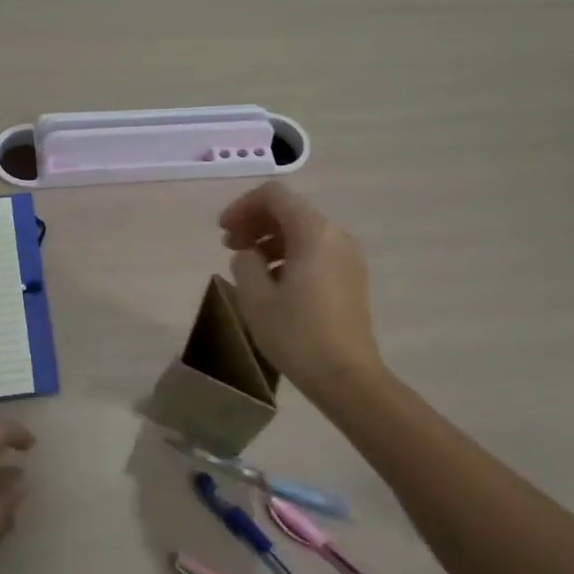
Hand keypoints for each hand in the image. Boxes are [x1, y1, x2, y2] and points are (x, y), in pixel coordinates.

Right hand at [220, 182, 382, 397]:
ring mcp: (348, 258)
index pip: (274, 196)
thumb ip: (245, 263)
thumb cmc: (297, 335)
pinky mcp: (350, 279)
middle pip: (290, 211)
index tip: (222, 231)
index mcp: (314, 233)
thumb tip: (249, 255)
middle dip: (255, 222)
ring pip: (302, 232)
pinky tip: (271, 283)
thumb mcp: (256, 298)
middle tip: (228, 246)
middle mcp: (336, 236)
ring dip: (269, 240)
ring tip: (246, 267)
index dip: (243, 206)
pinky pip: (315, 252)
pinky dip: (288, 255)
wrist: (347, 377)